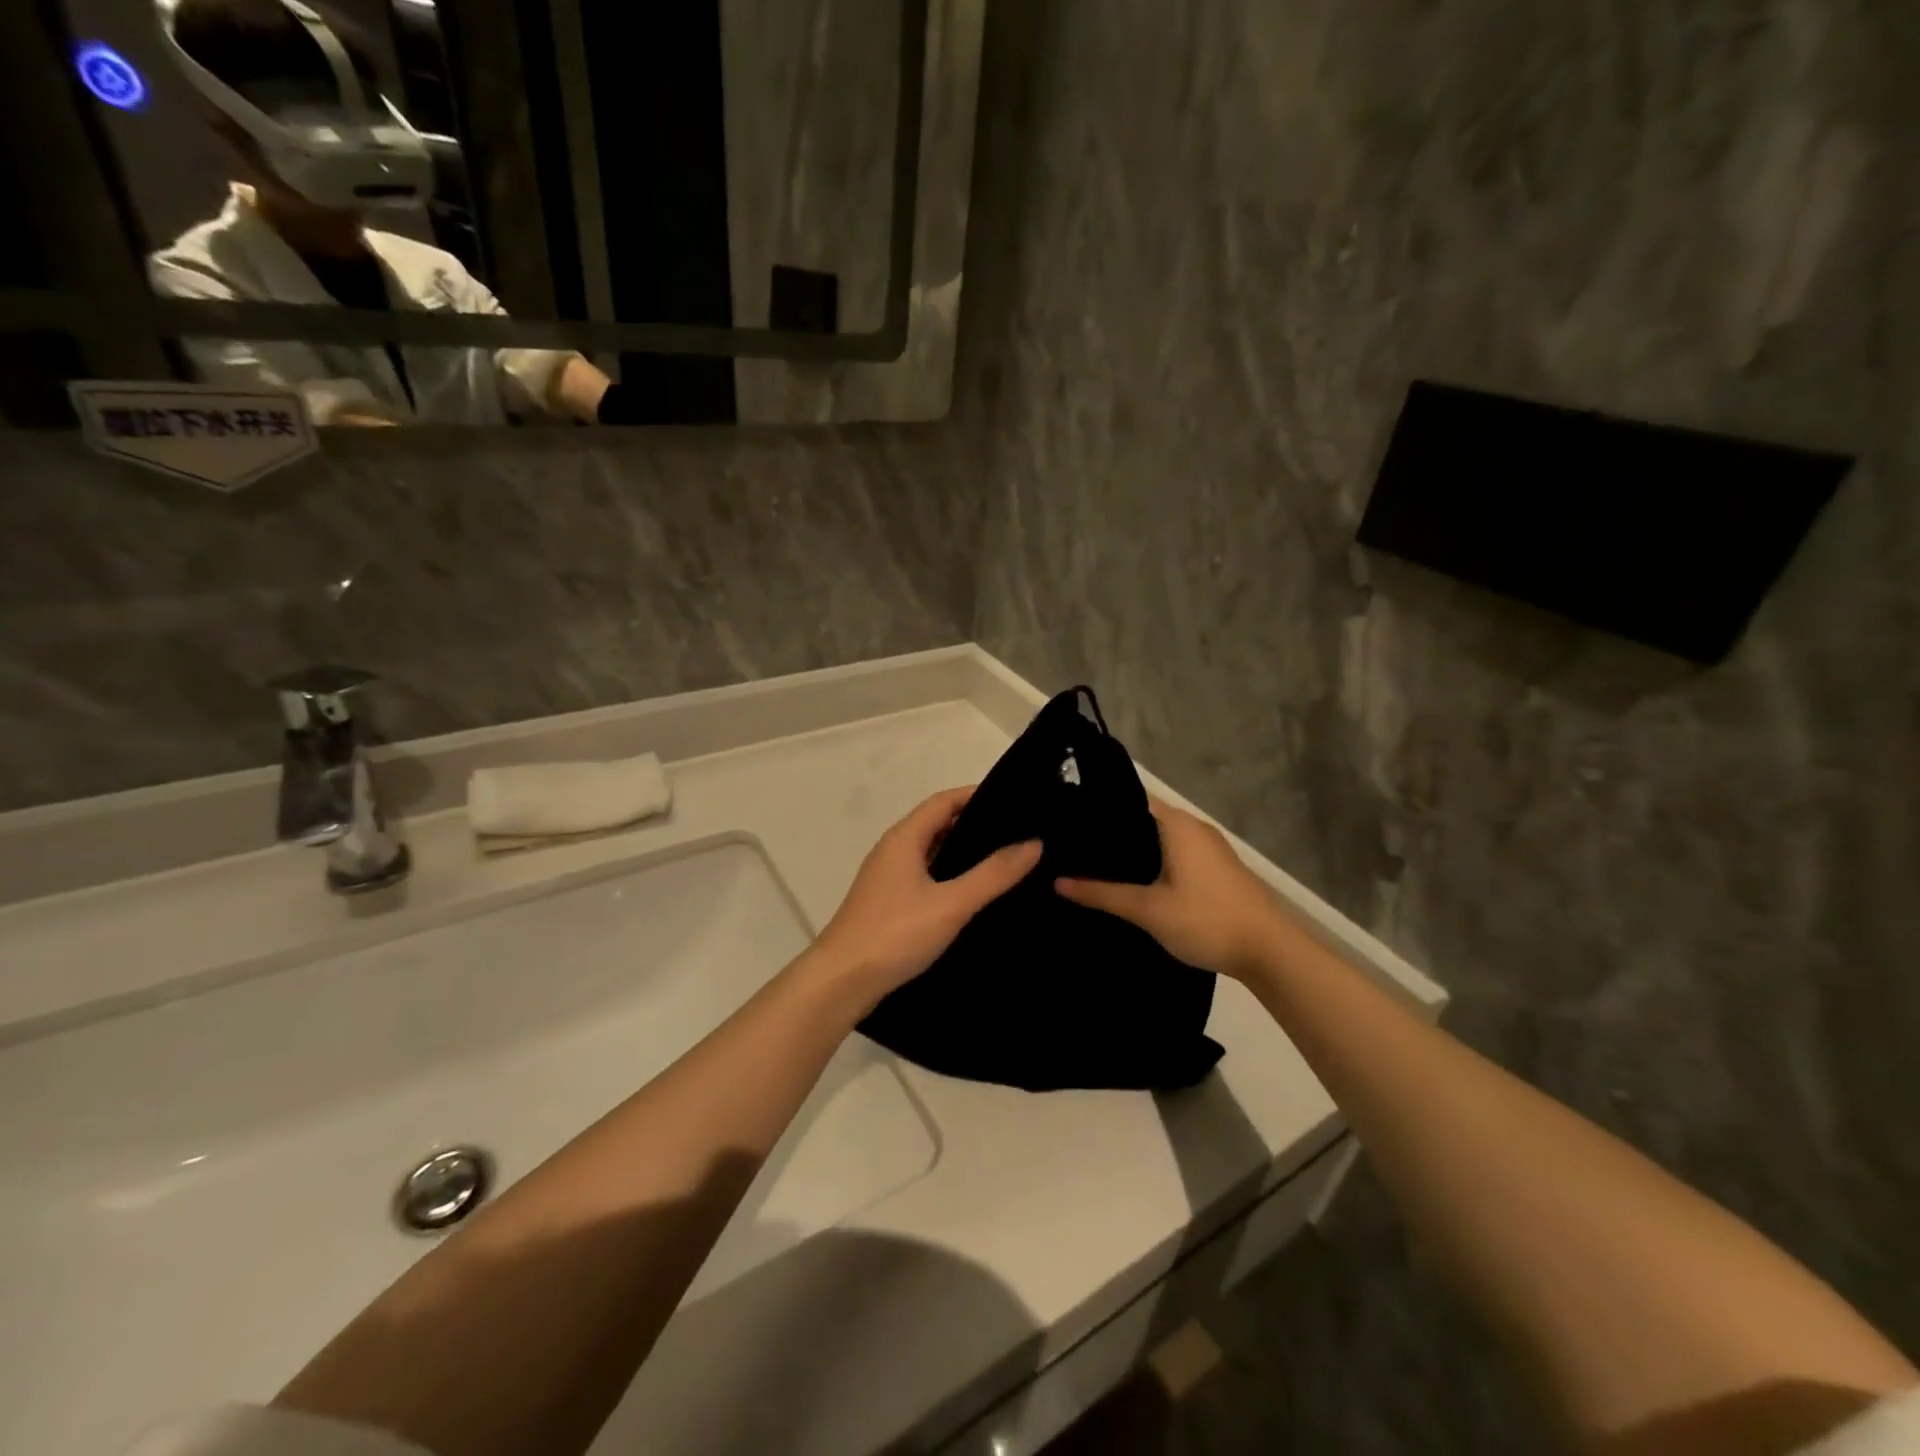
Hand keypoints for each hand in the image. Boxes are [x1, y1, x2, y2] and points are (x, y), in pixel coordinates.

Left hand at [809, 787, 1040, 1009]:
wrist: (841, 981)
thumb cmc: (895, 934)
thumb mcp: (951, 903)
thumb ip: (993, 874)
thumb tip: (1034, 842)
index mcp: (904, 838)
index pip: (944, 801)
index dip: (976, 795)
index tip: (1014, 801)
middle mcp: (893, 850)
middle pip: (937, 823)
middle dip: (974, 824)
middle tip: (1017, 832)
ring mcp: (887, 878)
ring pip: (931, 852)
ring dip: (962, 852)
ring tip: (1004, 860)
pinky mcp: (888, 903)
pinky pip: (925, 876)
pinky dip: (950, 875)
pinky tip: (972, 894)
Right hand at [1055, 799, 1287, 979]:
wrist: (1271, 952)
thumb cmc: (1206, 920)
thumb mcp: (1148, 909)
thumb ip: (1102, 894)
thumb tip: (1057, 881)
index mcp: (1176, 824)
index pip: (1127, 800)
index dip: (1097, 811)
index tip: (1065, 824)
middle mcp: (1192, 827)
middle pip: (1141, 820)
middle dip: (1110, 835)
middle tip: (1070, 849)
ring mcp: (1208, 847)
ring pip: (1158, 840)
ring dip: (1131, 852)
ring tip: (1091, 866)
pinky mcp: (1215, 868)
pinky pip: (1172, 854)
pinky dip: (1150, 863)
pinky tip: (1131, 884)